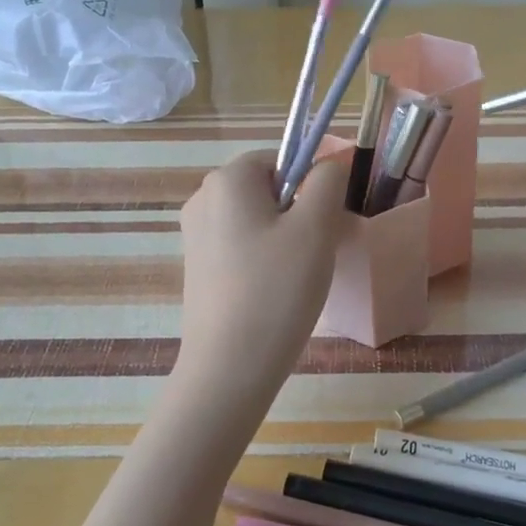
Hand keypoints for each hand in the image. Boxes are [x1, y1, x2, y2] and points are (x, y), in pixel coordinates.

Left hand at [176, 149, 348, 403]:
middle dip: (300, 209)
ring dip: (286, 235)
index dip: (311, 180)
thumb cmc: (277, 289)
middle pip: (268, 186)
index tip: (328, 218)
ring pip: (258, 217)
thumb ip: (327, 181)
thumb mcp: (315, 227)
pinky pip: (242, 244)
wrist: (229, 368)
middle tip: (319, 247)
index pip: (281, 157)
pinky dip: (266, 256)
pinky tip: (277, 290)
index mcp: (227, 180)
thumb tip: (329, 163)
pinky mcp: (198, 267)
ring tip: (300, 274)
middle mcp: (203, 199)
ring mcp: (196, 235)